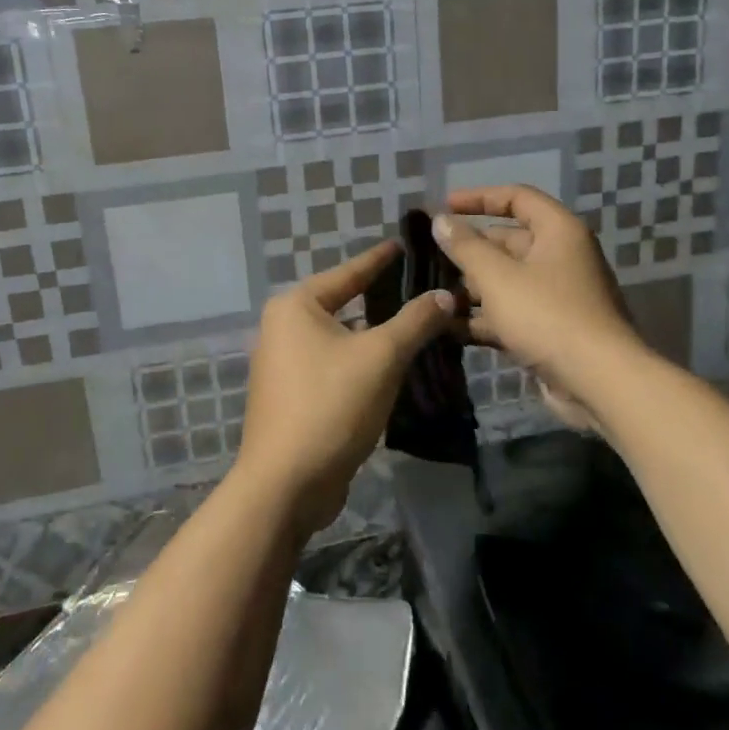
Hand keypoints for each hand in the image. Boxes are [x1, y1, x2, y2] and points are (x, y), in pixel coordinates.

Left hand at [232, 240, 454, 534]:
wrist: (286, 485)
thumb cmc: (330, 406)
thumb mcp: (381, 357)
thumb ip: (415, 321)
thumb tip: (445, 295)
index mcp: (296, 306)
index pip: (348, 272)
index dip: (379, 259)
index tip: (403, 244)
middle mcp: (282, 328)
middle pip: (342, 303)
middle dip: (379, 297)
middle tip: (419, 286)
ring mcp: (284, 364)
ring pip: (339, 337)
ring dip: (373, 333)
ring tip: (413, 323)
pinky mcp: (292, 396)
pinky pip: (334, 364)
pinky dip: (360, 360)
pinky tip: (390, 365)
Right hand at [435, 186, 637, 429]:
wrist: (599, 383)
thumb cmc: (547, 316)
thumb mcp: (497, 276)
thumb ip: (465, 247)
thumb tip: (440, 220)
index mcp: (558, 231)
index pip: (517, 197)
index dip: (479, 198)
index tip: (444, 207)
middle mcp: (561, 257)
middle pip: (508, 242)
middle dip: (469, 251)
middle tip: (429, 260)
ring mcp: (558, 296)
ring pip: (507, 281)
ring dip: (472, 288)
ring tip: (433, 296)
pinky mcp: (551, 329)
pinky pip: (512, 313)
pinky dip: (485, 319)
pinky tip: (450, 329)